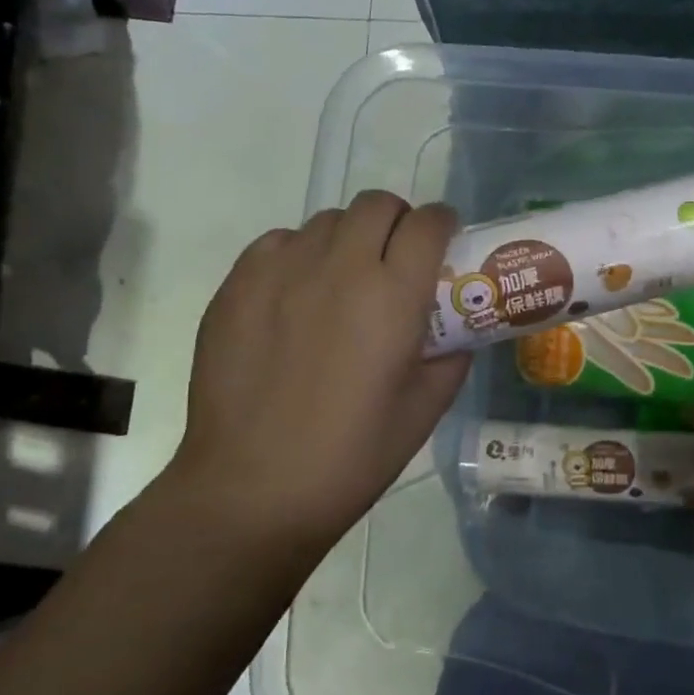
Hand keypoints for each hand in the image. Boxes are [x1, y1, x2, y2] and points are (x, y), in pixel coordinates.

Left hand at [169, 191, 470, 560]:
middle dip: (397, 221)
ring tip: (344, 279)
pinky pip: (278, 242)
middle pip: (377, 205)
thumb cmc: (351, 456)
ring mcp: (281, 271)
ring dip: (349, 237)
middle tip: (396, 258)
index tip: (444, 242)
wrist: (252, 489)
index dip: (443, 224)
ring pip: (327, 220)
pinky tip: (297, 295)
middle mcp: (339, 267)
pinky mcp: (237, 285)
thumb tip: (456, 331)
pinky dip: (299, 254)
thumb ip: (451, 356)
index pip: (428, 224)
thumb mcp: (425, 410)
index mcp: (393, 295)